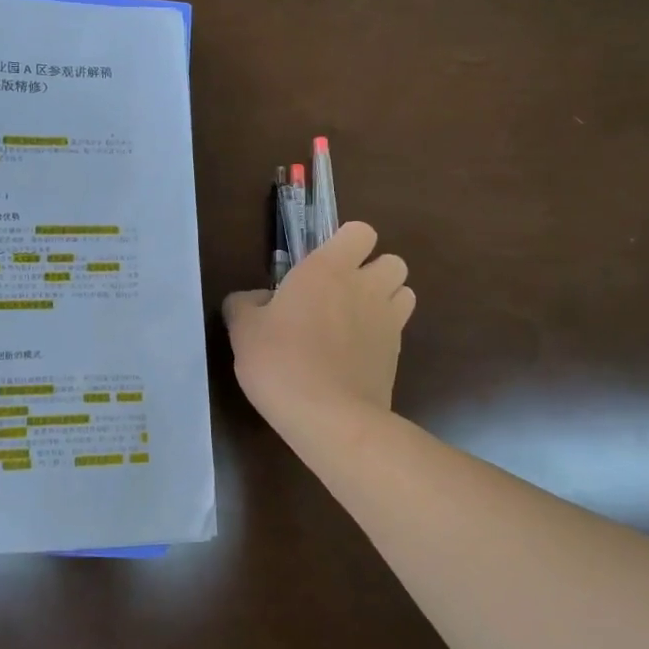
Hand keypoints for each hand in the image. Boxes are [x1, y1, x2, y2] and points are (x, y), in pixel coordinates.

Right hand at [222, 221, 414, 440]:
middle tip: (341, 294)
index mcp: (328, 268)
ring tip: (356, 320)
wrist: (328, 416)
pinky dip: (384, 332)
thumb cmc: (280, 361)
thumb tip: (254, 300)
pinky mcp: (398, 353)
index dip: (346, 244)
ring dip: (386, 298)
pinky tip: (357, 353)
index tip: (322, 266)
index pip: (360, 232)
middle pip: (392, 260)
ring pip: (404, 292)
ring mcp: (388, 320)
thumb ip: (245, 305)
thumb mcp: (243, 330)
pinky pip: (399, 328)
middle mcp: (365, 286)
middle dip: (373, 271)